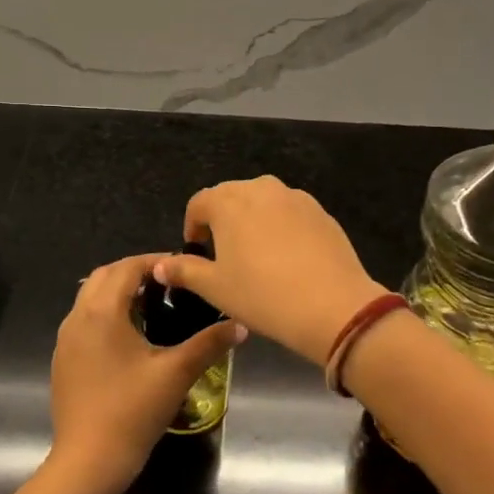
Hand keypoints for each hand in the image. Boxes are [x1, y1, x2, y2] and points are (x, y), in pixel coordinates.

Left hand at [49, 253, 245, 492]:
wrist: (88, 460)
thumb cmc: (133, 410)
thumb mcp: (176, 373)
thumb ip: (209, 343)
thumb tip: (241, 326)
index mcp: (103, 311)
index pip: (127, 267)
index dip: (155, 261)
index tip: (181, 268)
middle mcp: (78, 316)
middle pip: (104, 276)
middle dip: (134, 272)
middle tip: (167, 283)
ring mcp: (65, 339)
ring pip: (89, 297)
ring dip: (117, 291)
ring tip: (151, 305)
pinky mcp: (62, 359)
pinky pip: (83, 320)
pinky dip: (104, 313)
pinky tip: (128, 337)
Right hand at [153, 177, 383, 365]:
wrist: (332, 306)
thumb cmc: (262, 295)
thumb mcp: (214, 288)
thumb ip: (184, 271)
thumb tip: (160, 265)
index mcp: (228, 201)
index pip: (199, 203)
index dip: (193, 226)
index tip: (197, 252)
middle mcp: (260, 188)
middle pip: (231, 196)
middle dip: (222, 220)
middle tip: (225, 255)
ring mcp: (295, 197)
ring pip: (263, 202)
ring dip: (253, 220)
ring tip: (257, 255)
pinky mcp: (321, 212)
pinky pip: (290, 213)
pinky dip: (281, 227)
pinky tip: (288, 259)